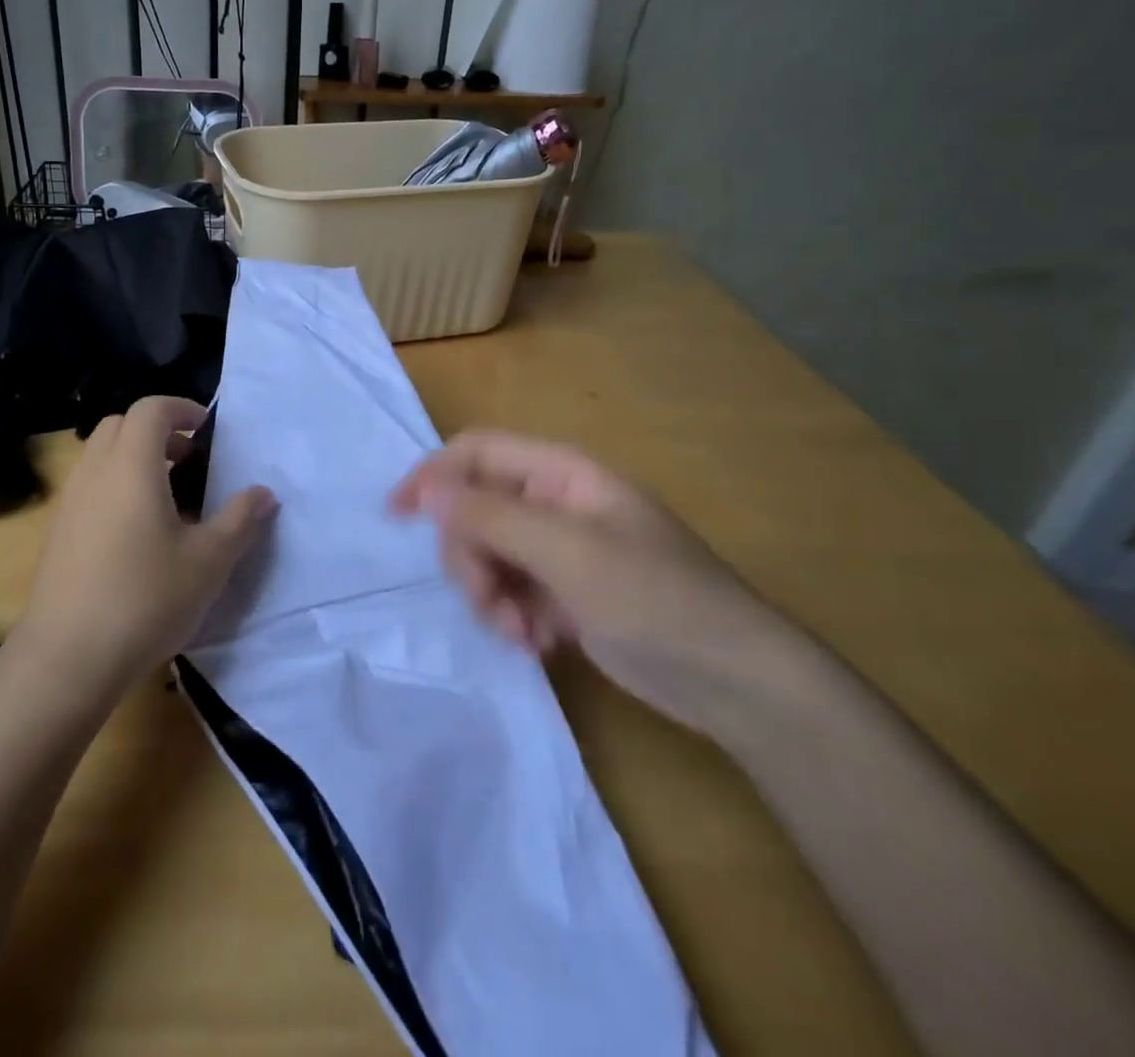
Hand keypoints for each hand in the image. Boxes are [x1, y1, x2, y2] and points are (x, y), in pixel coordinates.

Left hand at [15, 397, 276, 693]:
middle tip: (190, 461)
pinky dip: (115, 486)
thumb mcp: (209, 561)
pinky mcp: (57, 532)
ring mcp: (69, 502)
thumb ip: (241, 519)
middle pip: (120, 425)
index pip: (150, 409)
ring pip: (101, 456)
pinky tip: (137, 534)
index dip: (182, 409)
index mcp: (131, 466)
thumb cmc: (146, 598)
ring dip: (134, 459)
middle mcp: (94, 472)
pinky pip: (89, 487)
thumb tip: (264, 493)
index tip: (208, 432)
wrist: (68, 658)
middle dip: (157, 432)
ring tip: (169, 499)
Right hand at [391, 430, 802, 736]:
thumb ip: (490, 516)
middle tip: (487, 601)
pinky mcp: (567, 594)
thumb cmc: (656, 599)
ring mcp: (561, 551)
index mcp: (560, 474)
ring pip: (488, 556)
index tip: (396, 516)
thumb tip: (425, 489)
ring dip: (490, 594)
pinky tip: (539, 644)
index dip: (433, 475)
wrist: (737, 682)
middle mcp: (554, 504)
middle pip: (475, 510)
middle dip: (469, 557)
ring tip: (520, 633)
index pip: (476, 452)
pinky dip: (513, 617)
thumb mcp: (567, 552)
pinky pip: (512, 592)